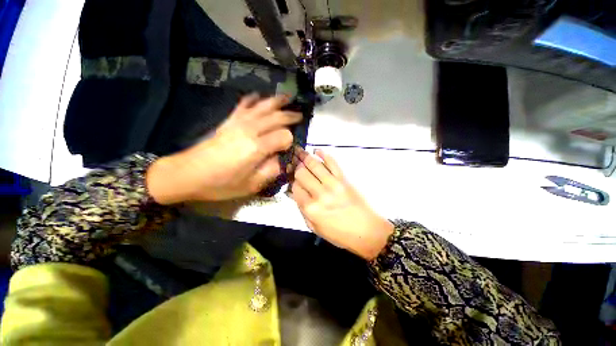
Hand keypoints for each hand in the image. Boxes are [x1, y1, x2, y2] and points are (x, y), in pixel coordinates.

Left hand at [147, 94, 301, 203]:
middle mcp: (249, 130)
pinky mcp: (228, 121)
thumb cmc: (221, 184)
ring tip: (287, 97)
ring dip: (276, 101)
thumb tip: (280, 159)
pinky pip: (243, 105)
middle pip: (275, 117)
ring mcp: (238, 123)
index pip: (283, 136)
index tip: (288, 149)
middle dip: (290, 116)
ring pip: (262, 107)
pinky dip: (252, 99)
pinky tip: (258, 96)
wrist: (187, 174)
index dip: (289, 141)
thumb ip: (271, 171)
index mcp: (257, 148)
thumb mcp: (251, 185)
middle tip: (300, 115)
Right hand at [290, 148, 393, 260]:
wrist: (367, 232)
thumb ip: (301, 209)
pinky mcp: (344, 179)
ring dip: (305, 157)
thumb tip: (292, 192)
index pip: (295, 187)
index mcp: (311, 208)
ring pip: (314, 164)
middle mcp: (320, 193)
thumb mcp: (315, 227)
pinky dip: (323, 154)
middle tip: (295, 165)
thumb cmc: (339, 234)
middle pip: (302, 173)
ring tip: (300, 152)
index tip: (294, 180)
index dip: (293, 182)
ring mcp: (333, 184)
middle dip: (297, 169)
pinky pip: (332, 162)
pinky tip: (317, 151)